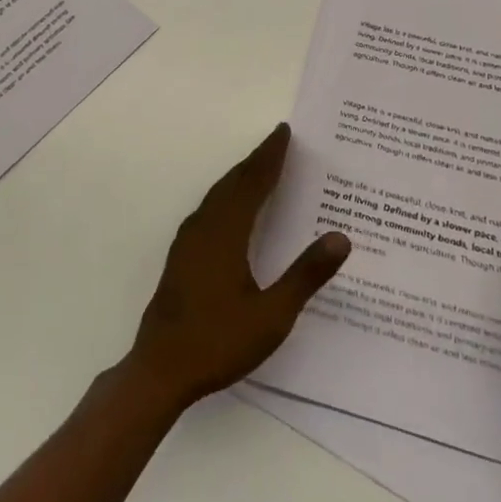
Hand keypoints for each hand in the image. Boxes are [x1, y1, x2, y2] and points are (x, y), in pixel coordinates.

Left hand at [125, 124, 350, 412]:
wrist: (160, 369)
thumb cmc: (218, 342)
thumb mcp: (272, 315)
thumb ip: (306, 275)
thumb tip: (340, 237)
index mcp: (226, 232)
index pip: (253, 182)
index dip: (270, 156)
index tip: (283, 132)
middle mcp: (204, 227)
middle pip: (232, 182)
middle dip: (256, 160)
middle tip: (278, 142)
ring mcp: (188, 241)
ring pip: (217, 195)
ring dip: (239, 176)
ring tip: (260, 167)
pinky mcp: (181, 256)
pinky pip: (209, 209)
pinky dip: (227, 195)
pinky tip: (233, 208)